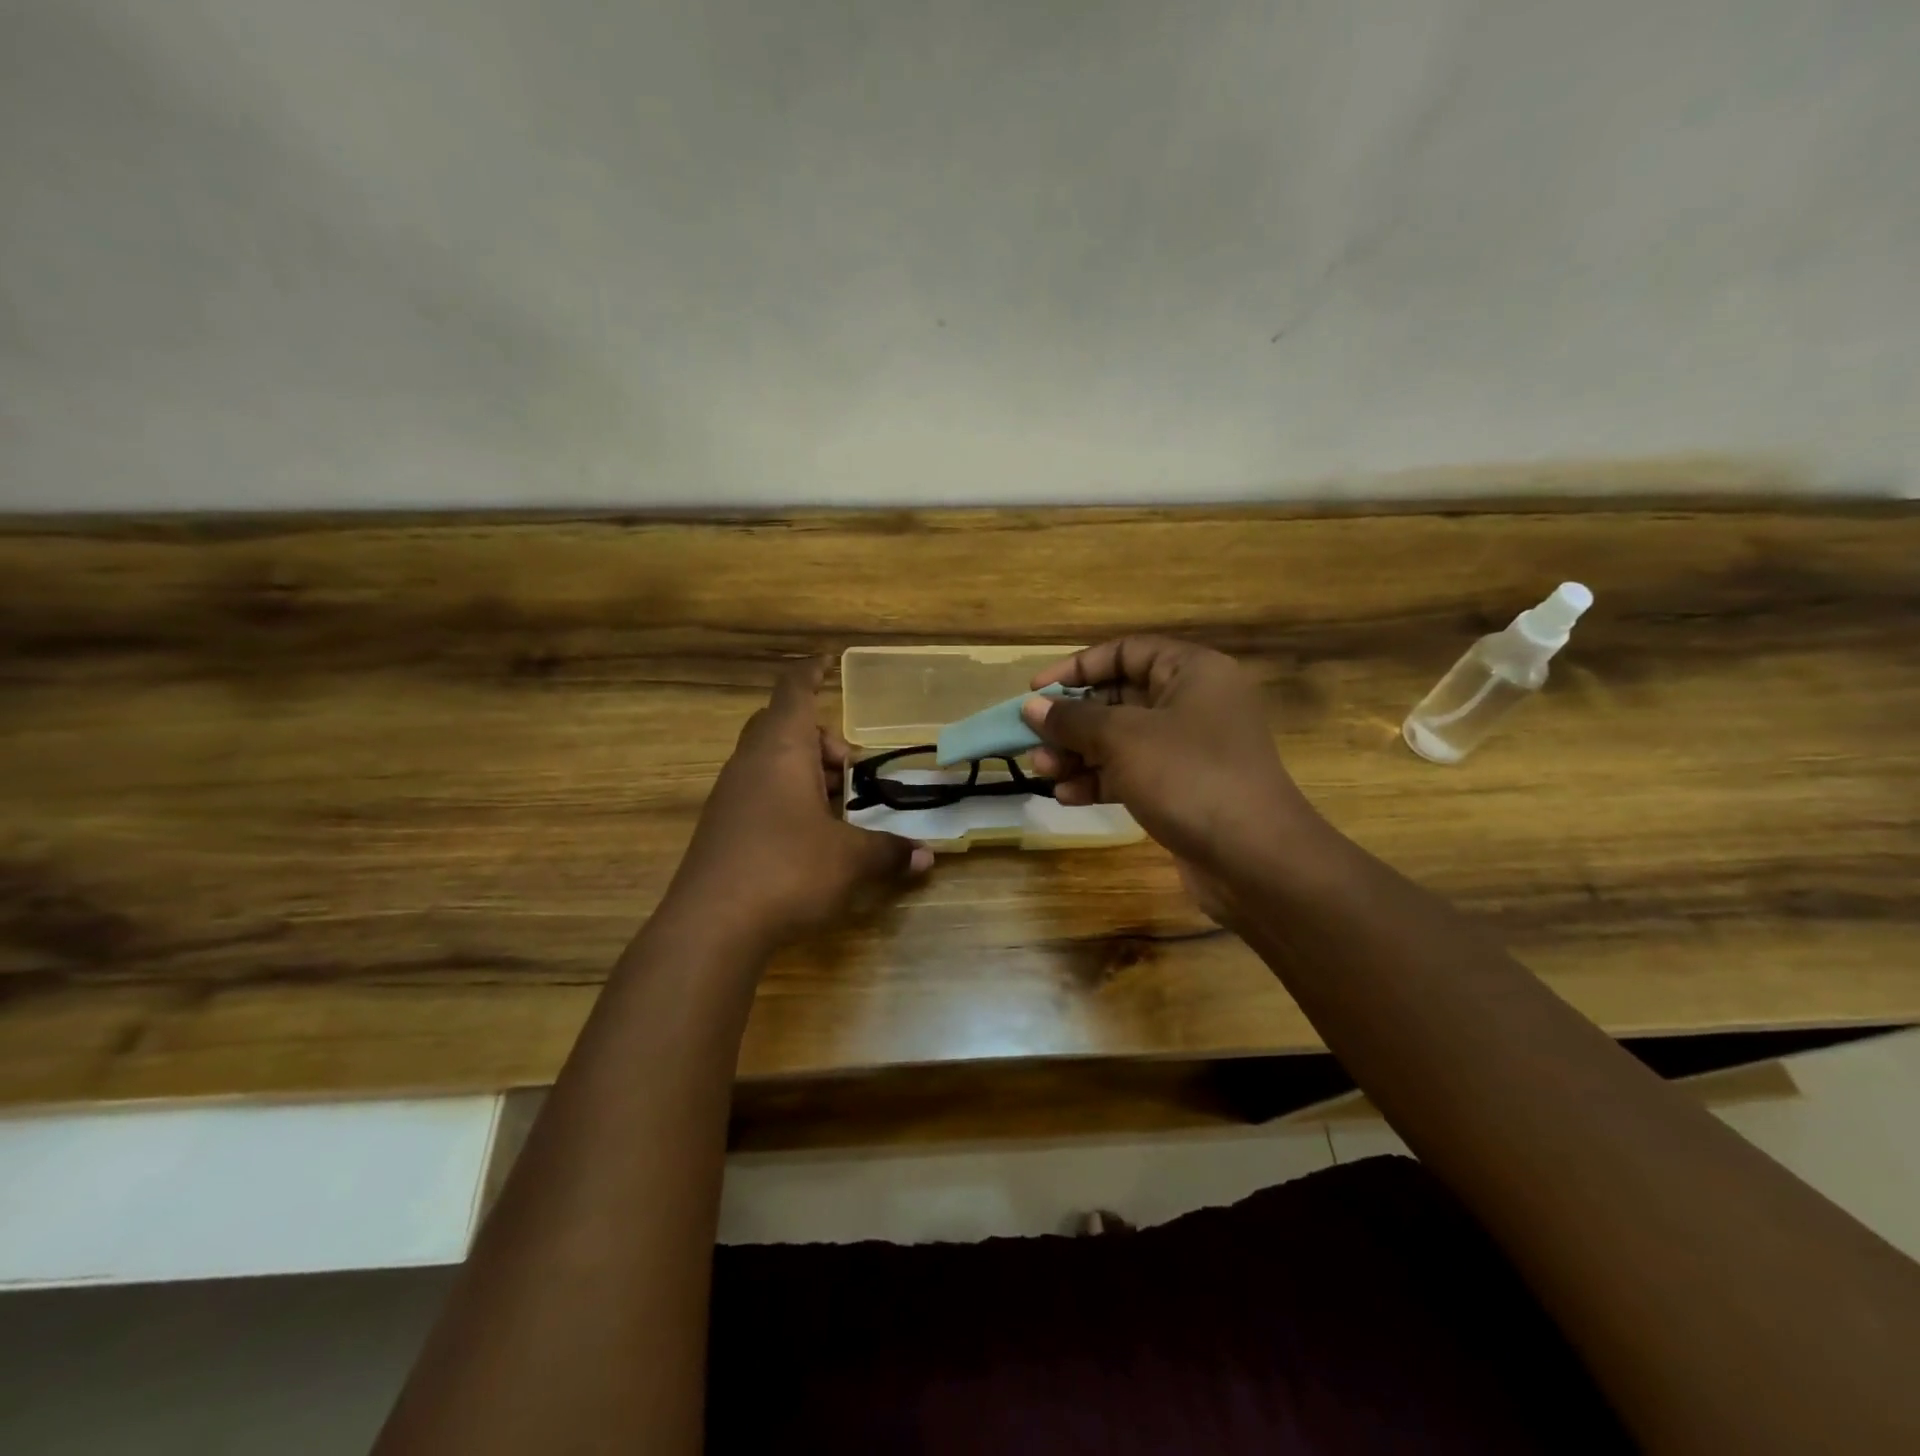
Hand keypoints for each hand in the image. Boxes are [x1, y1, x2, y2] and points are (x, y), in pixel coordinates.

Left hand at [665, 660, 931, 950]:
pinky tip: (809, 836)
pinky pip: (758, 792)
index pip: (794, 692)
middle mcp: (750, 763)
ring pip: (770, 762)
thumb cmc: (787, 870)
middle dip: (819, 739)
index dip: (812, 672)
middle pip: (781, 726)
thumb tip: (926, 857)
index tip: (828, 660)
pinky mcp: (721, 828)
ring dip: (805, 773)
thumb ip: (888, 851)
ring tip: (836, 807)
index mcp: (780, 750)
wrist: (710, 927)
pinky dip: (787, 798)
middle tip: (848, 767)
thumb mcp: (849, 860)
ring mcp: (730, 796)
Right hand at [1021, 638, 1324, 920]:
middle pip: (1119, 699)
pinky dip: (1101, 781)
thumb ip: (1073, 719)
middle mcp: (1194, 704)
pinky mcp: (1185, 788)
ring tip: (1043, 772)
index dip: (1077, 668)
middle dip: (1073, 721)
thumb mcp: (1123, 739)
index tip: (1037, 691)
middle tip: (1033, 741)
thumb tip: (1032, 707)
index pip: (1125, 652)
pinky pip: (1134, 773)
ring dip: (1079, 754)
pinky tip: (1067, 797)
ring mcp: (1191, 749)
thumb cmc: (1189, 777)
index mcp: (1192, 672)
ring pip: (1122, 740)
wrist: (1255, 859)